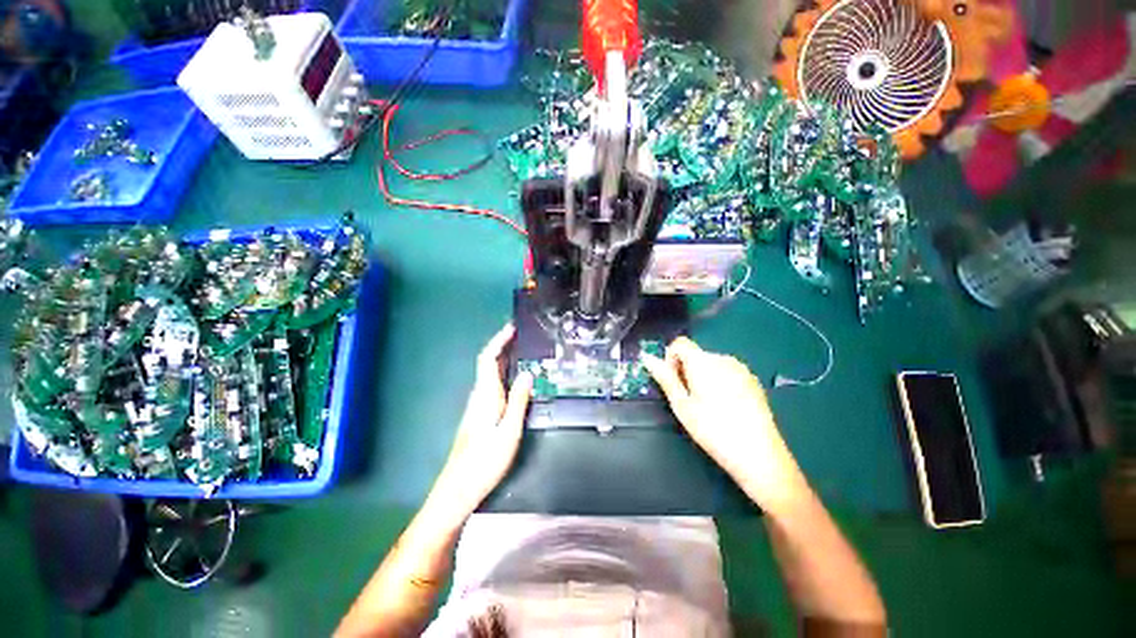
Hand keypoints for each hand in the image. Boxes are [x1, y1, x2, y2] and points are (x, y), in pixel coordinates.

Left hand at [430, 324, 532, 518]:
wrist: (459, 488)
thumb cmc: (485, 460)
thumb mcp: (509, 431)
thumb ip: (518, 401)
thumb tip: (528, 373)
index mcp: (486, 395)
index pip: (488, 359)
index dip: (498, 341)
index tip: (511, 328)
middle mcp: (479, 395)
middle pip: (489, 363)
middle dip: (503, 346)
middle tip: (523, 337)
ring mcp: (478, 405)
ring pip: (490, 374)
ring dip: (504, 359)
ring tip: (523, 352)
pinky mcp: (480, 414)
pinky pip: (493, 385)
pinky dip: (504, 374)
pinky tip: (515, 379)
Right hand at [642, 337, 807, 510]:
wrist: (760, 455)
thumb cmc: (713, 430)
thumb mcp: (682, 405)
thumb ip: (665, 378)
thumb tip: (647, 358)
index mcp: (703, 361)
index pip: (679, 343)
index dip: (670, 359)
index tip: (673, 383)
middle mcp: (723, 358)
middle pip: (695, 355)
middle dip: (686, 371)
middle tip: (689, 400)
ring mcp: (741, 369)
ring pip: (711, 364)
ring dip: (702, 377)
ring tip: (708, 406)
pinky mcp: (753, 380)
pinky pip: (727, 372)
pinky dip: (719, 382)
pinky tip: (726, 408)